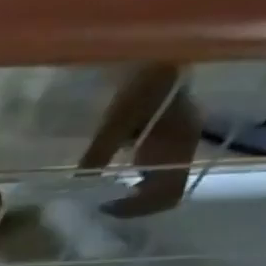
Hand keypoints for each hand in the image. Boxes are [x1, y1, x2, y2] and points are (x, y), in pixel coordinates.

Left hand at [79, 63, 199, 218]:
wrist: (161, 55)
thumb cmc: (143, 82)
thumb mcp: (119, 116)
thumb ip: (103, 148)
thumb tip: (84, 179)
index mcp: (177, 147)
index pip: (166, 194)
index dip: (136, 209)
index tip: (101, 209)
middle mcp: (180, 150)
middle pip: (163, 193)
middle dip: (130, 206)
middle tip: (92, 208)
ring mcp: (174, 144)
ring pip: (157, 182)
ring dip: (129, 196)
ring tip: (93, 198)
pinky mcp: (164, 138)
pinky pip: (150, 169)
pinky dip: (128, 181)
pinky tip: (100, 180)